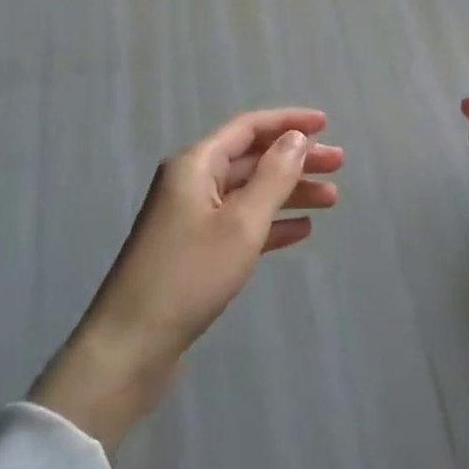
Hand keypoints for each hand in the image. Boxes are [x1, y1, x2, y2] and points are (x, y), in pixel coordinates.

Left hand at [30, 108, 342, 451]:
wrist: (130, 346)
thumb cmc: (189, 275)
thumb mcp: (241, 223)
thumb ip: (273, 176)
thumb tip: (297, 138)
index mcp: (195, 164)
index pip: (249, 127)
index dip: (288, 121)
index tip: (326, 124)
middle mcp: (191, 182)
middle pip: (251, 158)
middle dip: (295, 158)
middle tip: (338, 164)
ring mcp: (190, 217)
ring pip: (249, 191)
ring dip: (289, 191)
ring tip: (331, 199)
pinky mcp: (193, 250)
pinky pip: (240, 223)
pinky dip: (271, 222)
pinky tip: (301, 229)